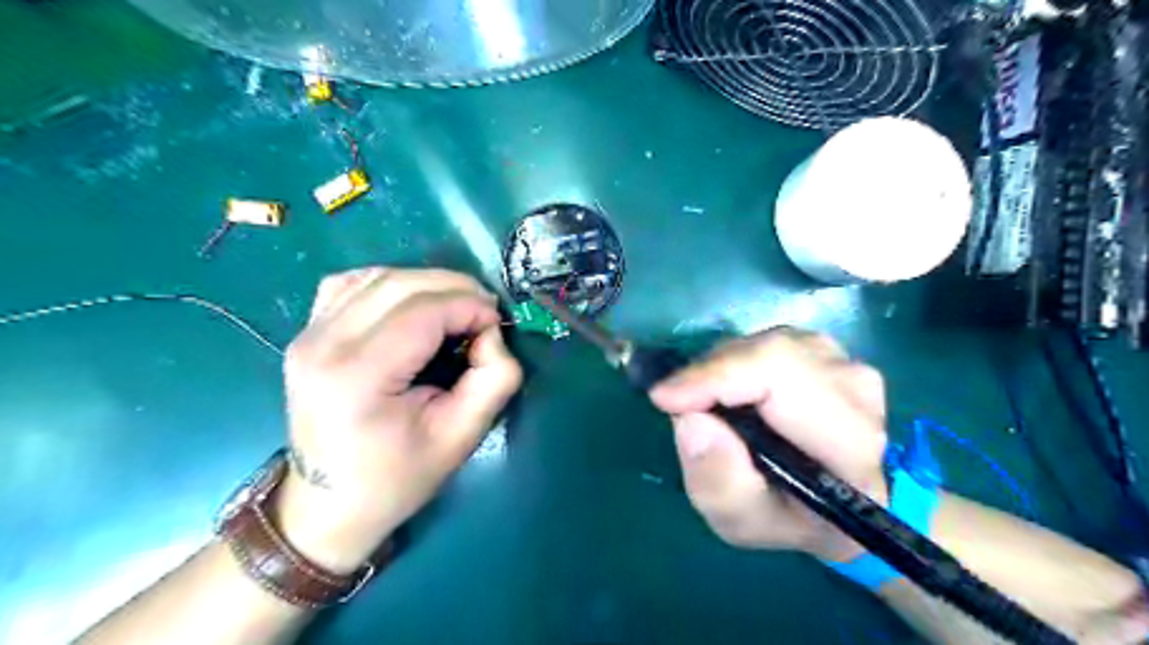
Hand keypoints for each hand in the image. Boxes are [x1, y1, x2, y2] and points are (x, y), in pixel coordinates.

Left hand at [273, 271, 523, 571]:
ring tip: (455, 309)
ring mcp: (308, 334)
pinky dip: (392, 283)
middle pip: (400, 284)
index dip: (471, 306)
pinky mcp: (307, 333)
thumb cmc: (398, 478)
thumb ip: (494, 379)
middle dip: (456, 288)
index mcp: (359, 377)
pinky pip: (353, 283)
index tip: (497, 324)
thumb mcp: (462, 437)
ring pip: (378, 275)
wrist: (328, 505)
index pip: (424, 310)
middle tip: (484, 313)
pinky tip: (412, 306)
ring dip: (427, 283)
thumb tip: (491, 333)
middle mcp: (323, 344)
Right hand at [651, 330, 881, 560]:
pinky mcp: (829, 350)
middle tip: (676, 402)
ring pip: (765, 344)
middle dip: (711, 373)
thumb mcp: (743, 521)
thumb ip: (719, 483)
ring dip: (722, 369)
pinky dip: (735, 362)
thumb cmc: (788, 517)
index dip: (717, 377)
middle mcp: (857, 392)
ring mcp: (846, 363)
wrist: (835, 498)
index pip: (782, 377)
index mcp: (851, 446)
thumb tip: (690, 420)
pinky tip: (729, 390)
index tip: (666, 398)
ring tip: (704, 402)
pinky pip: (767, 342)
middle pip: (772, 353)